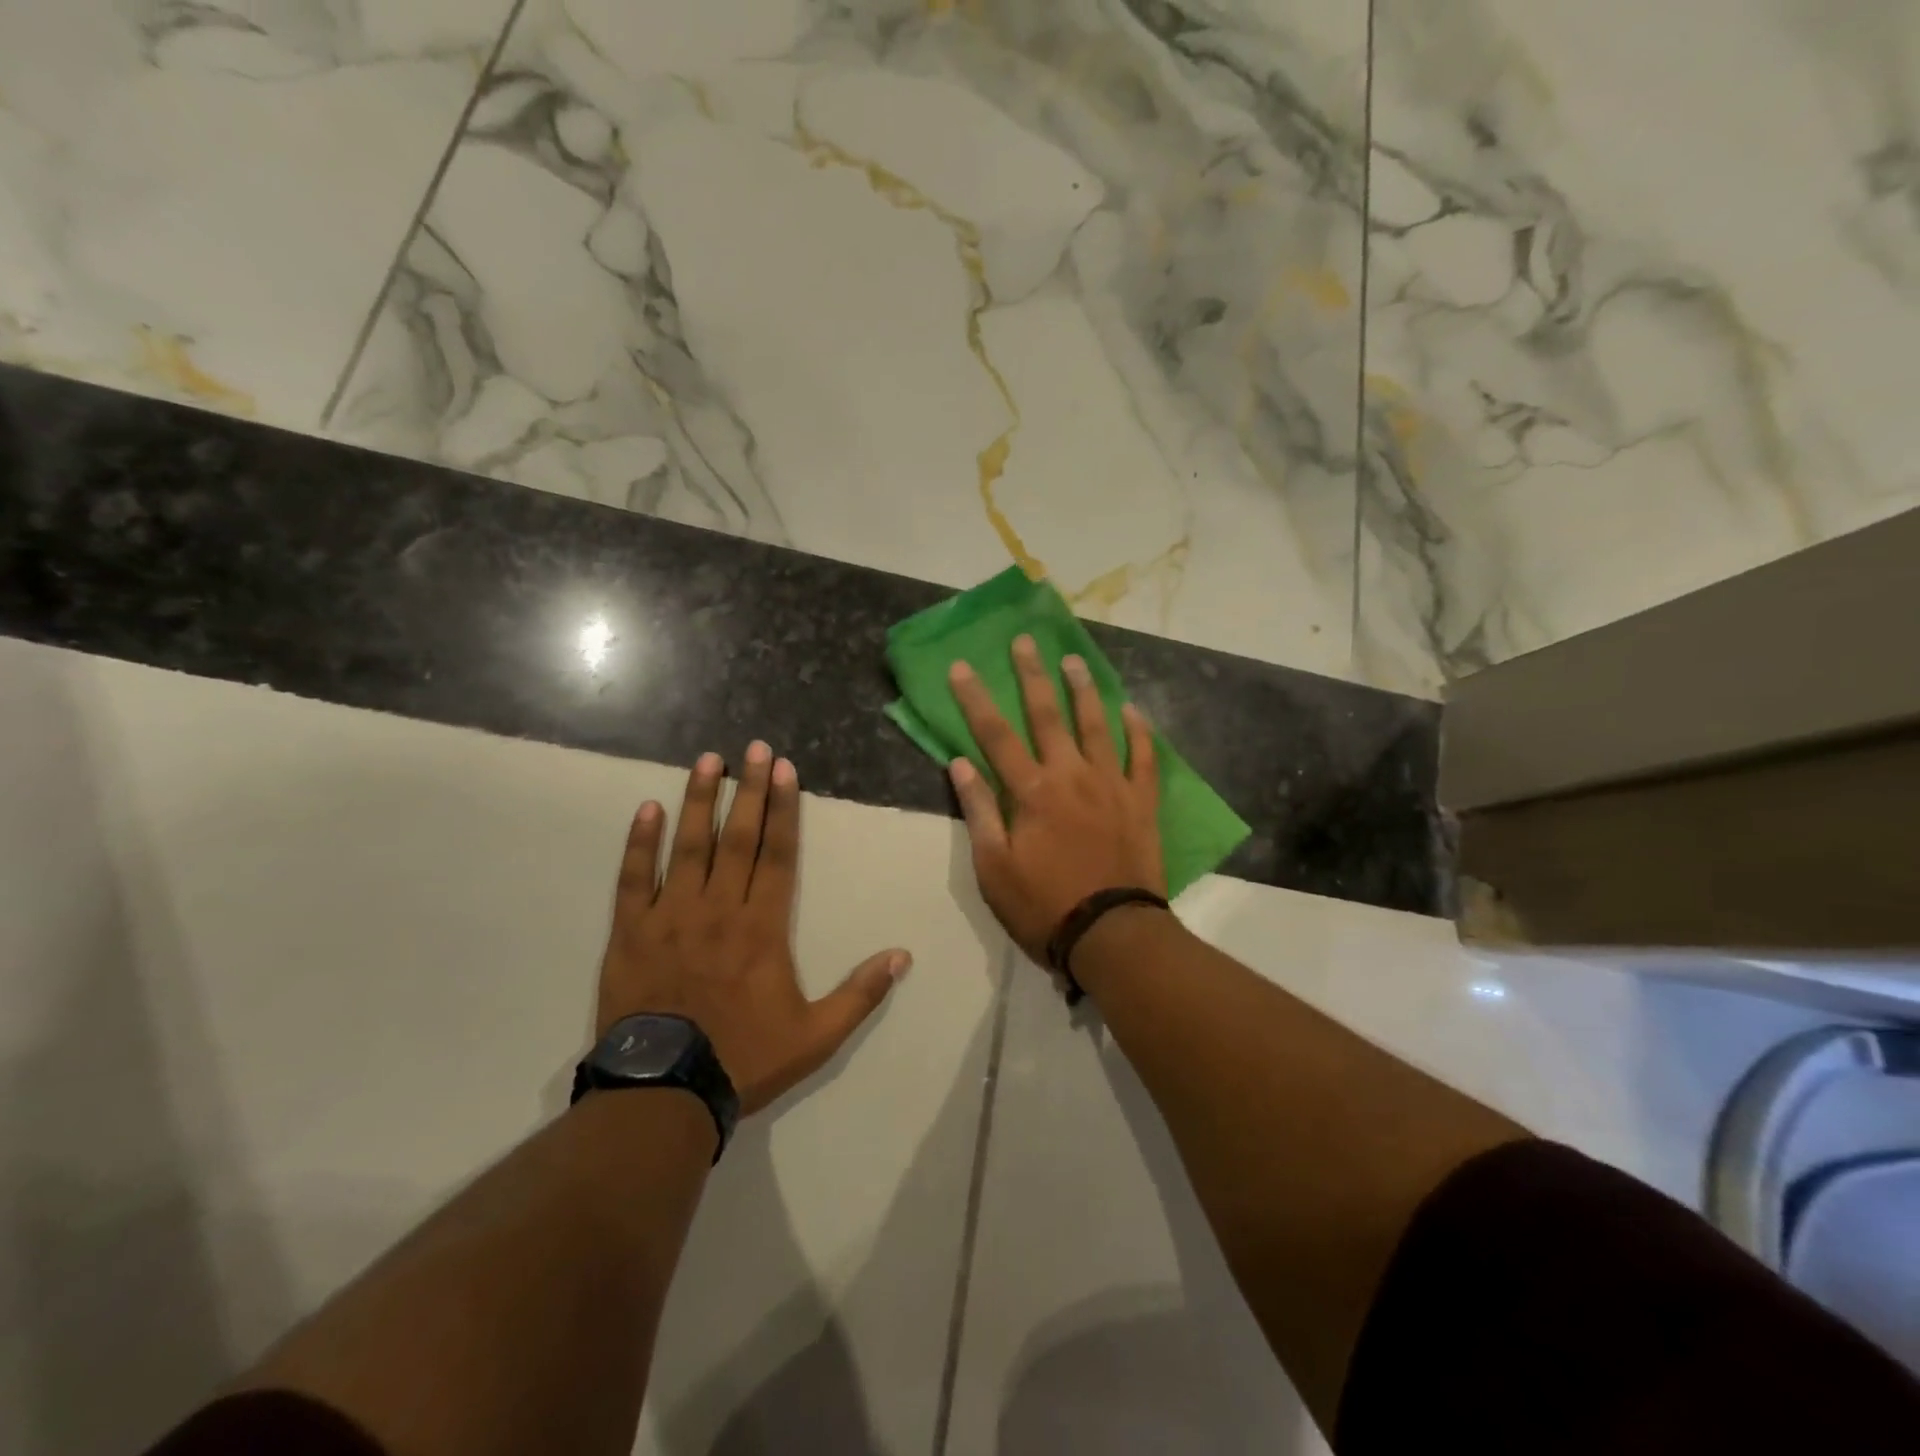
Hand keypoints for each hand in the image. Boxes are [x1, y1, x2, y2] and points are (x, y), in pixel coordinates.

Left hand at [597, 744, 911, 1114]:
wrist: (665, 1093)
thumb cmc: (745, 1058)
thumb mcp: (817, 1035)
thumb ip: (861, 993)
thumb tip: (903, 955)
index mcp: (763, 926)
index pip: (778, 854)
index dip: (784, 808)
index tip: (785, 770)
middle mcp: (720, 908)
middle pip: (739, 837)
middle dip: (749, 789)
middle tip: (754, 748)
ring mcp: (672, 916)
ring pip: (689, 846)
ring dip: (699, 800)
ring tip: (706, 761)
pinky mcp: (631, 933)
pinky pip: (635, 879)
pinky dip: (640, 843)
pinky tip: (647, 810)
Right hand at [948, 635, 1165, 964]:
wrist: (1111, 934)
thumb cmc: (1043, 905)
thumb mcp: (994, 867)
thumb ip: (979, 811)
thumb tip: (959, 763)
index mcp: (1031, 791)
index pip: (995, 735)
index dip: (975, 699)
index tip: (962, 666)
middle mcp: (1070, 775)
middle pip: (1047, 715)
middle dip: (1032, 675)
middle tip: (1025, 641)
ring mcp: (1111, 785)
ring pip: (1096, 725)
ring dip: (1083, 690)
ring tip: (1074, 661)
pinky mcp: (1141, 801)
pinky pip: (1143, 756)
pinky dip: (1138, 731)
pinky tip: (1132, 709)